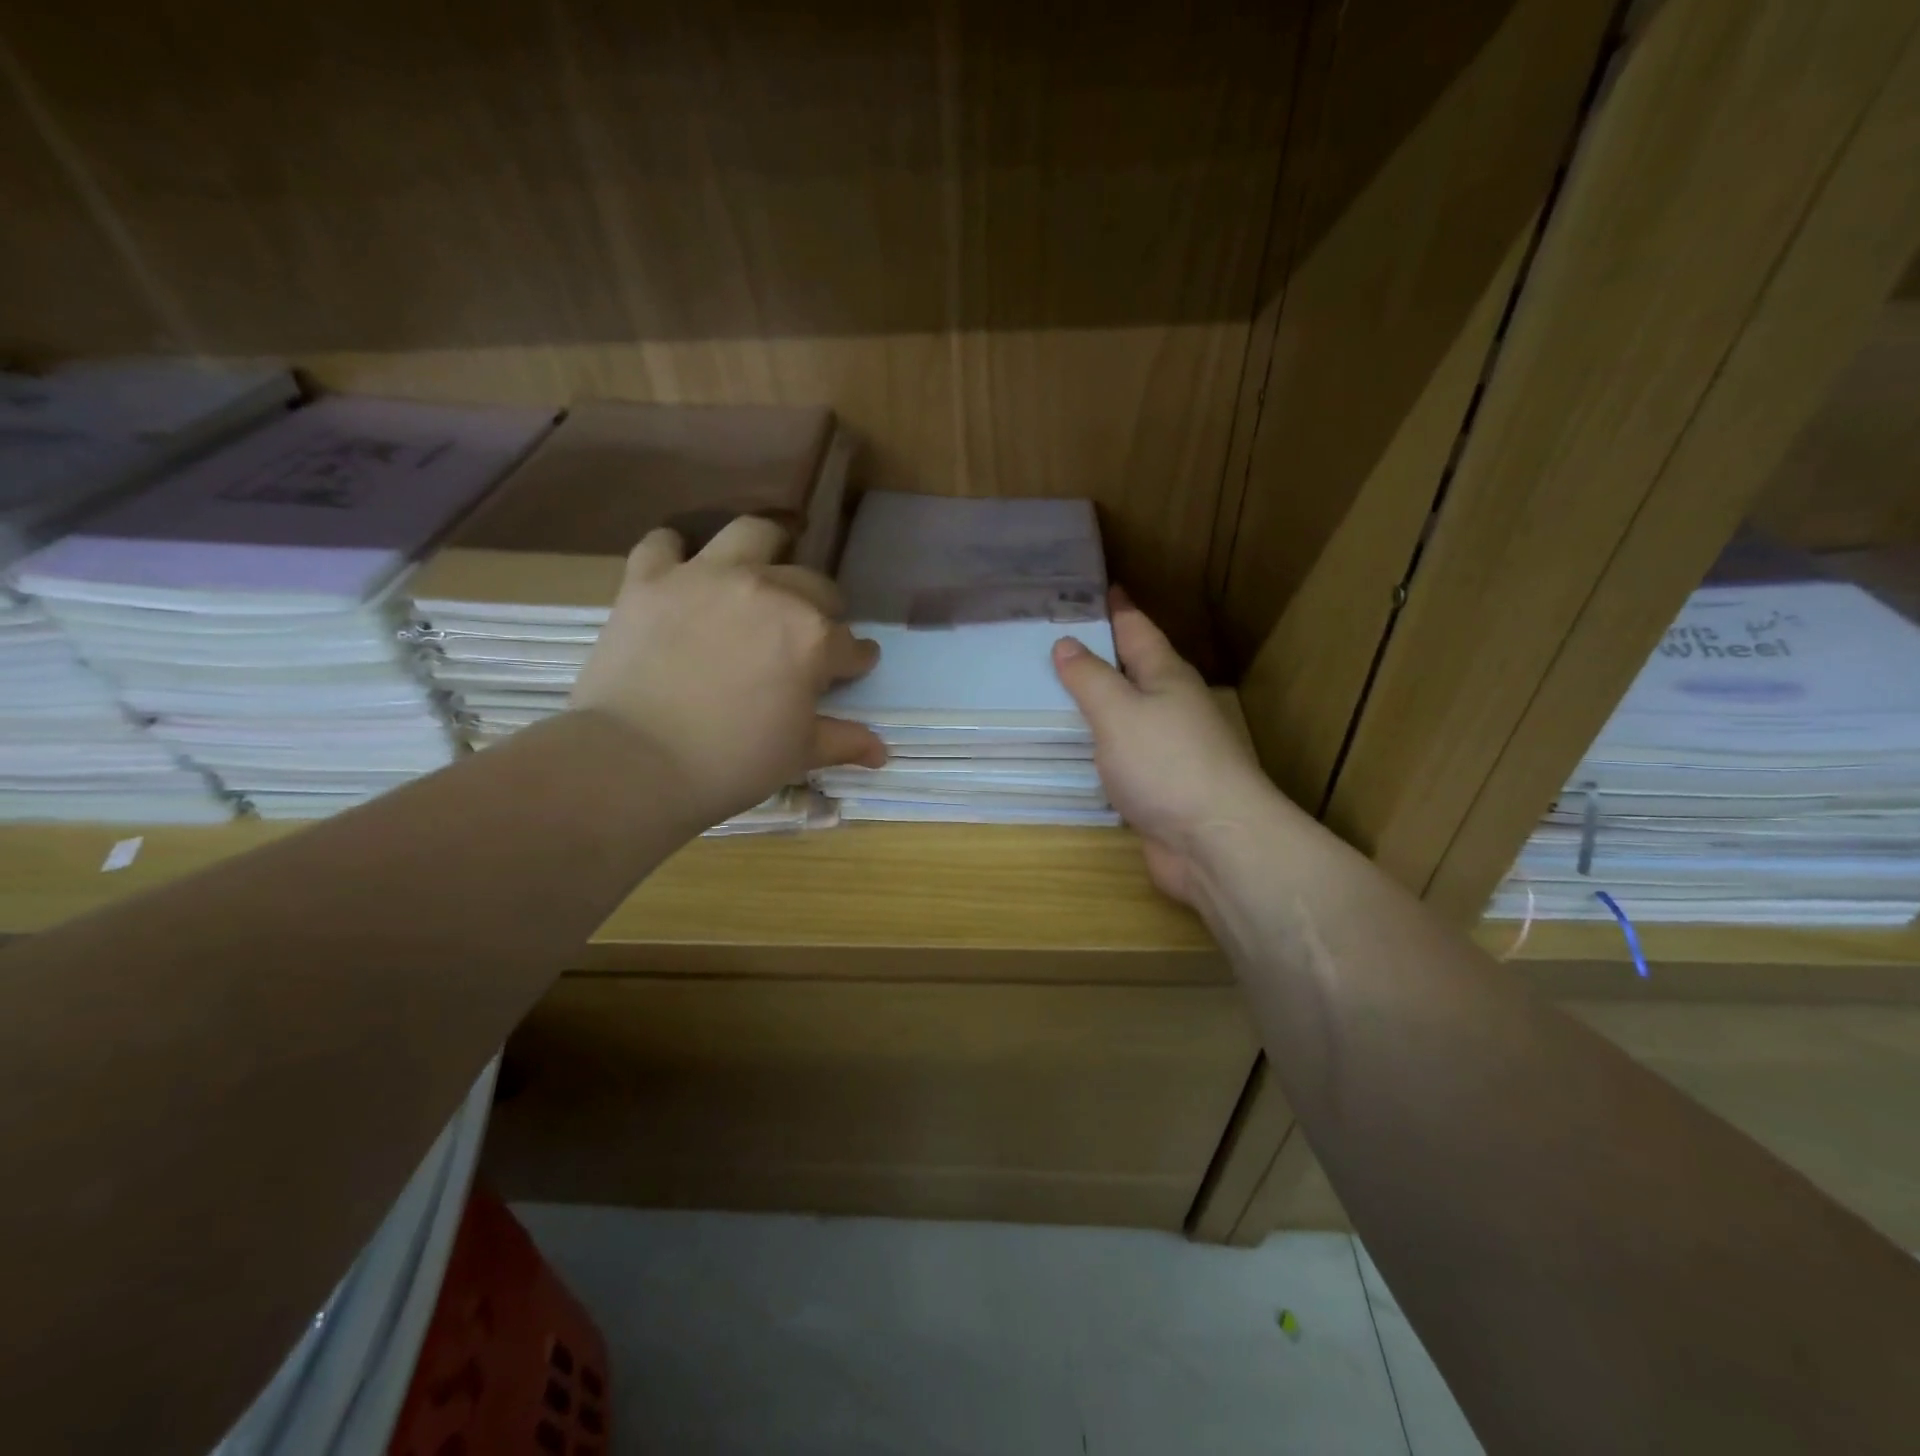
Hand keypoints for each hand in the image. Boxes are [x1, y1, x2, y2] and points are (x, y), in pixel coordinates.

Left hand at [571, 516, 885, 827]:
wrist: (637, 763)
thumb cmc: (732, 763)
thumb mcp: (798, 755)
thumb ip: (843, 741)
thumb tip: (881, 752)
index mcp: (812, 637)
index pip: (850, 644)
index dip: (856, 660)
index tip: (853, 668)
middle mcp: (768, 591)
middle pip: (813, 585)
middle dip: (823, 608)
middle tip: (807, 635)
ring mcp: (707, 577)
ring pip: (752, 534)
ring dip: (767, 549)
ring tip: (762, 572)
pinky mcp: (651, 579)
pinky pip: (665, 543)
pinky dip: (675, 554)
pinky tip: (682, 574)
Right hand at [1052, 589, 1285, 906]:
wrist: (1214, 842)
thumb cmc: (1167, 764)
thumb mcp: (1120, 711)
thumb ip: (1090, 678)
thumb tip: (1066, 643)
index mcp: (1166, 676)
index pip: (1136, 629)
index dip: (1114, 608)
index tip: (1091, 587)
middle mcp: (1170, 707)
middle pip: (1131, 670)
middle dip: (1097, 654)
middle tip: (1050, 641)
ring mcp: (1166, 750)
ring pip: (1124, 715)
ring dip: (1093, 703)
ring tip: (1049, 691)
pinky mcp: (1157, 787)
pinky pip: (1118, 755)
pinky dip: (1095, 746)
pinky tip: (1070, 749)